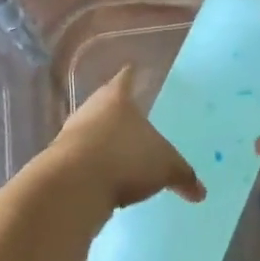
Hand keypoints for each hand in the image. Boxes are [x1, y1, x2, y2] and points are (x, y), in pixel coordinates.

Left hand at [47, 67, 204, 213]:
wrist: (73, 186)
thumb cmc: (125, 158)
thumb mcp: (165, 166)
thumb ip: (183, 175)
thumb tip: (200, 192)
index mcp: (117, 97)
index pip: (126, 78)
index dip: (131, 75)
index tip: (132, 68)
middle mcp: (91, 108)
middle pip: (105, 103)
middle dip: (117, 110)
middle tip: (131, 116)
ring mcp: (71, 133)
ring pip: (91, 130)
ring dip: (103, 140)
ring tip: (120, 152)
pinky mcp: (59, 161)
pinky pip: (82, 158)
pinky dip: (94, 165)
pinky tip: (104, 178)